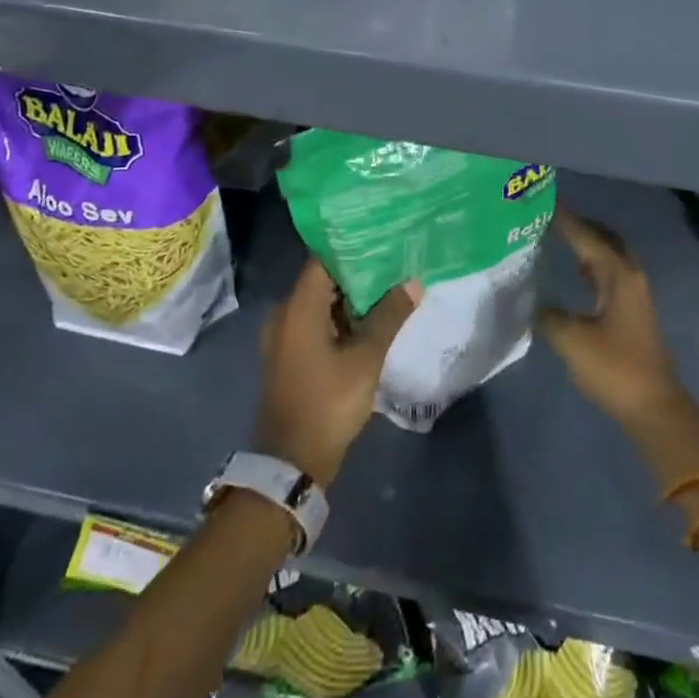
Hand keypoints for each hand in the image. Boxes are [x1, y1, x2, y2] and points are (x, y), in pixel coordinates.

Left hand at [254, 257, 418, 486]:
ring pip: (322, 302)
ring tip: (390, 282)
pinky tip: (371, 317)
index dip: (351, 244)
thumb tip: (413, 282)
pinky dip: (341, 316)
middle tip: (395, 257)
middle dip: (358, 269)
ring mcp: (286, 336)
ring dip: (352, 295)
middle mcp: (285, 314)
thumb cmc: (328, 402)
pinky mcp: (292, 355)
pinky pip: (317, 322)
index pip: (323, 258)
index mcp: (298, 307)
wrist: (291, 463)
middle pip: (323, 278)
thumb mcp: (365, 358)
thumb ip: (389, 316)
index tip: (381, 234)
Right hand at [538, 207, 685, 429]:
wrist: (653, 407)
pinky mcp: (633, 312)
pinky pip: (611, 275)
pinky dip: (593, 266)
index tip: (544, 203)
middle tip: (551, 218)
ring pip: (610, 257)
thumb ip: (549, 316)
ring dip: (588, 246)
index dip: (566, 220)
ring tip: (558, 239)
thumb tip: (536, 303)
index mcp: (619, 275)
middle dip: (581, 226)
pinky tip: (577, 275)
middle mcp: (630, 276)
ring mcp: (635, 294)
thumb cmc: (614, 368)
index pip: (588, 237)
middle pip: (605, 239)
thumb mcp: (572, 341)